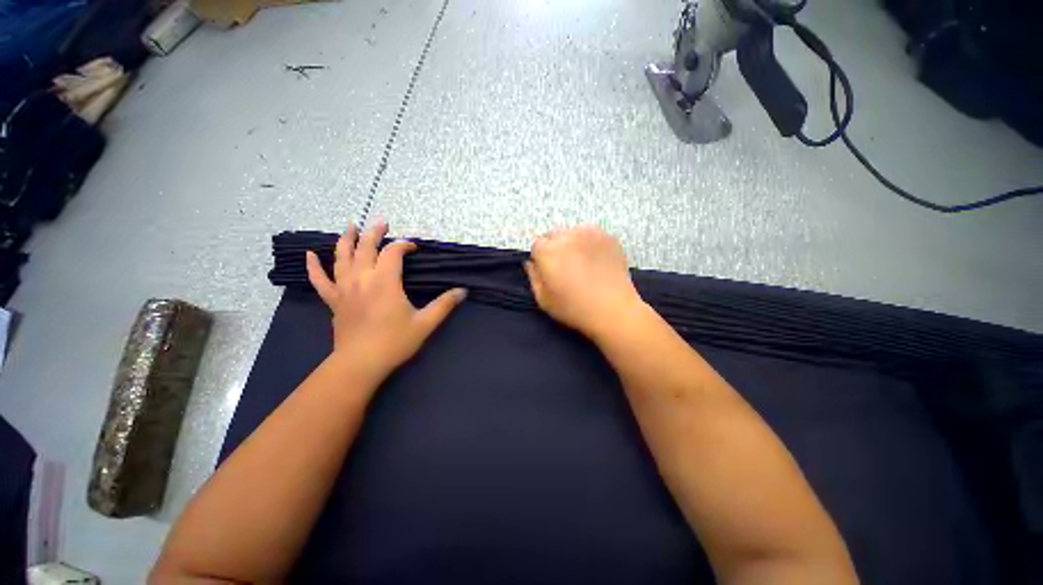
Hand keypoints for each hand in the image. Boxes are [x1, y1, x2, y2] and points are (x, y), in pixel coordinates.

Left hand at [306, 222, 466, 383]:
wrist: (360, 364)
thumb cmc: (395, 342)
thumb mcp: (425, 323)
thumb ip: (444, 305)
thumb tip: (463, 291)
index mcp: (385, 282)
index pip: (393, 253)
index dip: (403, 245)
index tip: (413, 247)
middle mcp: (362, 279)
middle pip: (365, 248)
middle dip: (374, 233)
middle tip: (381, 222)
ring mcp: (344, 289)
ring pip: (341, 257)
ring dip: (346, 240)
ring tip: (351, 226)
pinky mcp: (334, 301)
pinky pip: (320, 280)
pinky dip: (313, 267)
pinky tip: (308, 255)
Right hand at [524, 225, 644, 339]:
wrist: (614, 310)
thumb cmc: (574, 308)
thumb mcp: (543, 299)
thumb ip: (533, 277)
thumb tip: (530, 263)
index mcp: (548, 251)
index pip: (537, 246)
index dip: (541, 260)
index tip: (549, 273)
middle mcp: (567, 235)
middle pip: (554, 236)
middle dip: (555, 249)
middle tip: (566, 268)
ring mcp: (590, 233)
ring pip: (573, 234)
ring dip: (573, 244)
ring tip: (583, 264)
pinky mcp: (608, 237)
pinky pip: (592, 236)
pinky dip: (590, 245)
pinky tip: (597, 262)